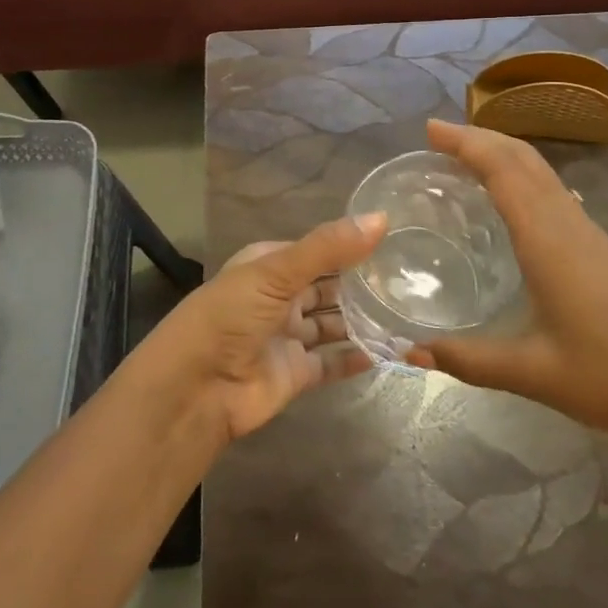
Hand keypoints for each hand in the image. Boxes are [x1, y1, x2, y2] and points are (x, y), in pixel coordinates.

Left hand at [158, 214, 386, 443]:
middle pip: (328, 288)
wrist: (196, 389)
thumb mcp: (277, 271)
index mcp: (269, 265)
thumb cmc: (230, 315)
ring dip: (364, 321)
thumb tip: (381, 218)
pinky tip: (392, 351)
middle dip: (362, 286)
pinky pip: (333, 362)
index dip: (351, 247)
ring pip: (333, 325)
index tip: (395, 243)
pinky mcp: (296, 374)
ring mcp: (288, 336)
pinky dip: (358, 357)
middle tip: (411, 282)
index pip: (317, 251)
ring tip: (408, 313)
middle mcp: (279, 297)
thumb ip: (329, 247)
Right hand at [407, 119, 607, 454]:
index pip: (503, 171)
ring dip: (503, 152)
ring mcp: (588, 232)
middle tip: (437, 136)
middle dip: (480, 137)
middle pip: (524, 158)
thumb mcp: (532, 373)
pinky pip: (553, 190)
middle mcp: (568, 224)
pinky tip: (508, 197)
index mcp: (548, 241)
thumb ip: (468, 360)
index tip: (430, 130)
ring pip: (542, 171)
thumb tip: (409, 353)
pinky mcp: (599, 246)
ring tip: (464, 156)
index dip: (467, 143)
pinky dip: (522, 174)